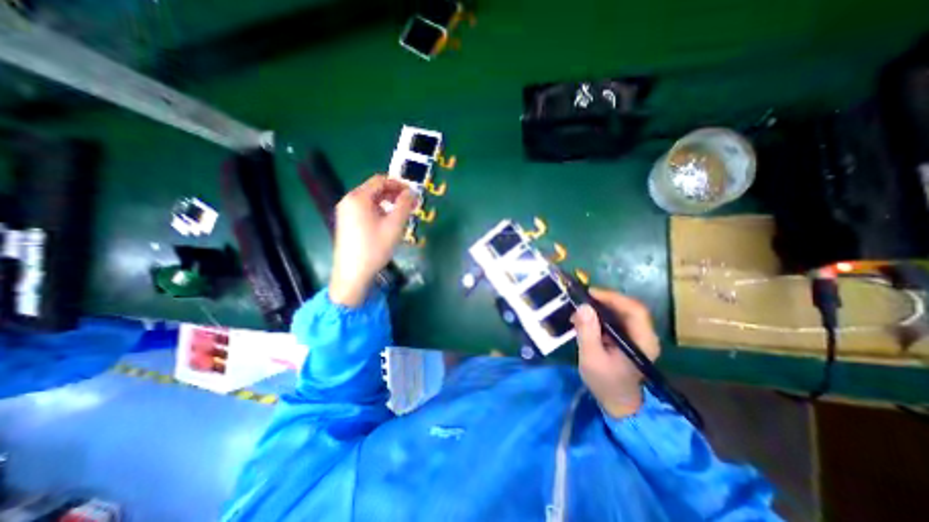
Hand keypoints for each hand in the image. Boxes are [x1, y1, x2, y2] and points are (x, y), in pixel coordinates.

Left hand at [325, 175, 412, 304]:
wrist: (352, 273)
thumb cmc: (375, 247)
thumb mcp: (394, 225)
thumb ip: (404, 205)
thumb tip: (412, 192)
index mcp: (358, 198)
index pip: (380, 180)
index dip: (399, 184)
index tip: (413, 193)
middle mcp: (349, 200)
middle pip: (374, 189)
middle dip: (394, 194)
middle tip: (410, 204)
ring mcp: (345, 212)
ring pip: (370, 200)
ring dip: (388, 203)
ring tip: (402, 213)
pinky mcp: (346, 222)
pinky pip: (365, 209)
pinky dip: (379, 210)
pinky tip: (388, 222)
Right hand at [574, 289, 659, 419]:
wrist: (618, 403)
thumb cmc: (606, 383)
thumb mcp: (591, 358)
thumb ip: (587, 332)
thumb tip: (583, 306)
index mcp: (643, 341)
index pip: (634, 310)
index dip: (613, 298)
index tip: (590, 294)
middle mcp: (645, 336)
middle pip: (628, 308)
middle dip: (604, 300)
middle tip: (582, 299)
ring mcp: (638, 337)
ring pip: (622, 312)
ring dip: (601, 307)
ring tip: (580, 309)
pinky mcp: (629, 339)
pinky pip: (616, 319)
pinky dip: (601, 315)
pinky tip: (586, 319)